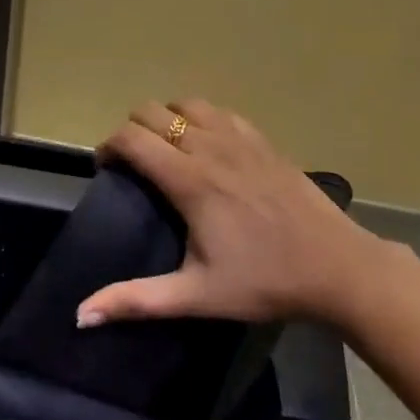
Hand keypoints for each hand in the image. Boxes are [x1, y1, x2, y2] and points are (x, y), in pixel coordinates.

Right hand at [76, 99, 385, 326]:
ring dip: (167, 119)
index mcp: (188, 179)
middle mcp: (209, 146)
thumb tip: (81, 315)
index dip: (107, 147)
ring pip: (186, 103)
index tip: (106, 170)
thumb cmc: (264, 281)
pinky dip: (201, 119)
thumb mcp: (196, 296)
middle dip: (132, 130)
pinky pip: (219, 112)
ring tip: (167, 150)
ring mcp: (239, 138)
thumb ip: (136, 300)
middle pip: (152, 111)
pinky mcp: (263, 139)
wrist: (337, 267)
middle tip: (133, 164)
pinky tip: (208, 147)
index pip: (130, 137)